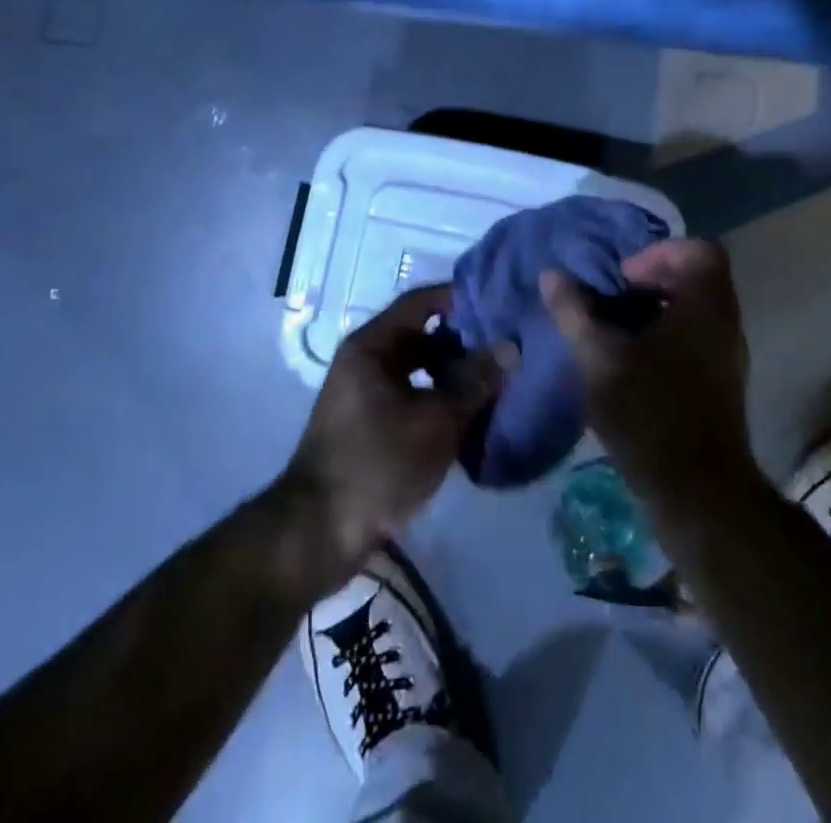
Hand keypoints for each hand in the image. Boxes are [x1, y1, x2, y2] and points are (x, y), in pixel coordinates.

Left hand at [285, 285, 513, 577]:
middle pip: (421, 335)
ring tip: (497, 384)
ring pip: (419, 370)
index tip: (499, 304)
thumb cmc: (378, 463)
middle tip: (506, 348)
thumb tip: (510, 346)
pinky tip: (471, 418)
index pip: (422, 301)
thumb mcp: (436, 421)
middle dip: (463, 342)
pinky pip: (411, 397)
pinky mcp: (369, 425)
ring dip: (454, 376)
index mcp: (372, 345)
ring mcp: (365, 394)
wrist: (319, 533)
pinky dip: (439, 401)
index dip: (460, 298)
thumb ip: (475, 381)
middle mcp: (365, 360)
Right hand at [540, 238, 756, 519]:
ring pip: (696, 310)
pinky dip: (665, 337)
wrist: (698, 493)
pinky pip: (696, 339)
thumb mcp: (598, 357)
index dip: (659, 252)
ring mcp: (727, 356)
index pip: (699, 250)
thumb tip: (551, 274)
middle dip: (652, 280)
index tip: (624, 278)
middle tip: (614, 299)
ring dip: (657, 310)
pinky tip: (630, 364)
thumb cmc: (649, 413)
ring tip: (615, 331)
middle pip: (698, 277)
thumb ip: (573, 311)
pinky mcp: (721, 385)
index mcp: (705, 306)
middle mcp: (725, 324)